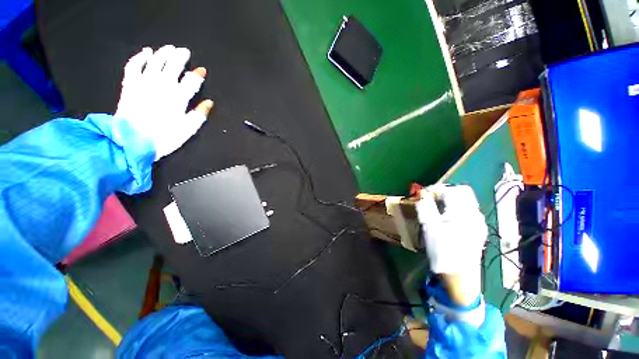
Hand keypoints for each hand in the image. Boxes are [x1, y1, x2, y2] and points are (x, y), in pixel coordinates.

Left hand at [115, 45, 213, 159]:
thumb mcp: (188, 129)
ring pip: (155, 61)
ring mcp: (144, 83)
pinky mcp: (130, 84)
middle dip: (180, 57)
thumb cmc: (164, 138)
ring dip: (163, 53)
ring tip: (169, 48)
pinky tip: (145, 52)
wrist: (132, 142)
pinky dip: (140, 57)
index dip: (197, 75)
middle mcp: (162, 86)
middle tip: (184, 51)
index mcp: (178, 98)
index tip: (201, 71)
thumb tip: (209, 103)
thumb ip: (200, 114)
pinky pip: (134, 66)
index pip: (191, 81)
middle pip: (173, 66)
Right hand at [416, 185, 486, 304]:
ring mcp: (478, 223)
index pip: (451, 190)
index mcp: (462, 213)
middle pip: (462, 192)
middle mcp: (474, 215)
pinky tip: (447, 217)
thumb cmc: (443, 251)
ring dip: (451, 199)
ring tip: (436, 207)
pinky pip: (468, 210)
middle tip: (431, 198)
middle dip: (445, 192)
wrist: (461, 278)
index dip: (435, 189)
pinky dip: (456, 207)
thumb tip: (422, 194)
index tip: (423, 194)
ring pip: (466, 201)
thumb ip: (425, 207)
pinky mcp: (478, 230)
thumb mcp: (429, 228)